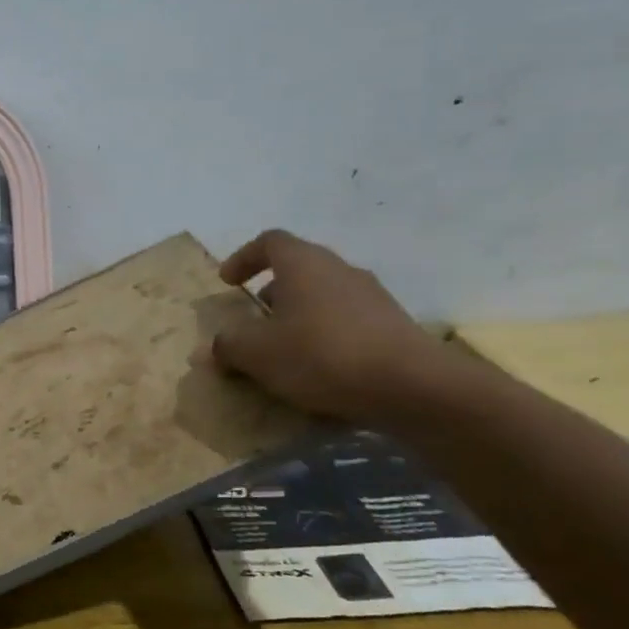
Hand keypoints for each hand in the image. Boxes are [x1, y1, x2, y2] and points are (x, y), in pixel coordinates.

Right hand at [210, 229, 441, 424]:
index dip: (244, 258)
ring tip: (285, 349)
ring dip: (300, 315)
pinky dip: (327, 334)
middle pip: (298, 268)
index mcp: (303, 263)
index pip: (269, 241)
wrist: (412, 387)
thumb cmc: (321, 355)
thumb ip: (228, 345)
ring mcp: (372, 296)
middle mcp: (339, 269)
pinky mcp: (394, 325)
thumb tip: (215, 346)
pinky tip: (320, 368)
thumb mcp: (257, 353)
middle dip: (272, 291)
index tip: (228, 282)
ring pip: (324, 295)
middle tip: (254, 320)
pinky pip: (348, 321)